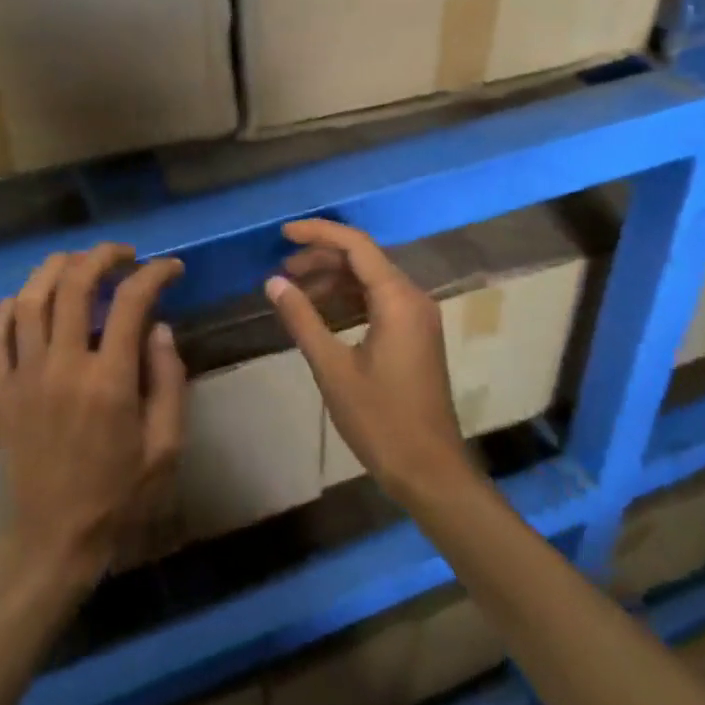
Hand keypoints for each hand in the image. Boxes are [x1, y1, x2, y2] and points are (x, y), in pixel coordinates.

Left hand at [0, 244, 185, 595]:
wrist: (51, 539)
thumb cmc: (118, 497)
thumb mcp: (166, 447)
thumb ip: (169, 381)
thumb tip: (160, 328)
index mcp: (109, 381)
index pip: (131, 303)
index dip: (154, 274)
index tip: (171, 269)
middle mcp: (62, 366)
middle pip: (74, 284)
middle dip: (102, 256)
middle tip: (123, 255)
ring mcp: (23, 376)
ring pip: (29, 298)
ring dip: (55, 268)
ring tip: (79, 264)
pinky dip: (8, 307)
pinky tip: (28, 301)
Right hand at [265, 219, 471, 497]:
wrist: (430, 471)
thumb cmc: (380, 420)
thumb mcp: (332, 368)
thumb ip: (302, 319)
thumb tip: (273, 282)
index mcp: (398, 299)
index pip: (356, 245)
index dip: (318, 233)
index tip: (283, 234)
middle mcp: (413, 298)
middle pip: (364, 260)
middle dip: (321, 258)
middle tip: (282, 271)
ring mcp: (417, 318)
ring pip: (370, 280)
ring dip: (333, 280)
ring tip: (295, 291)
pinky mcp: (415, 336)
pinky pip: (379, 301)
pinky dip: (348, 299)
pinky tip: (321, 312)